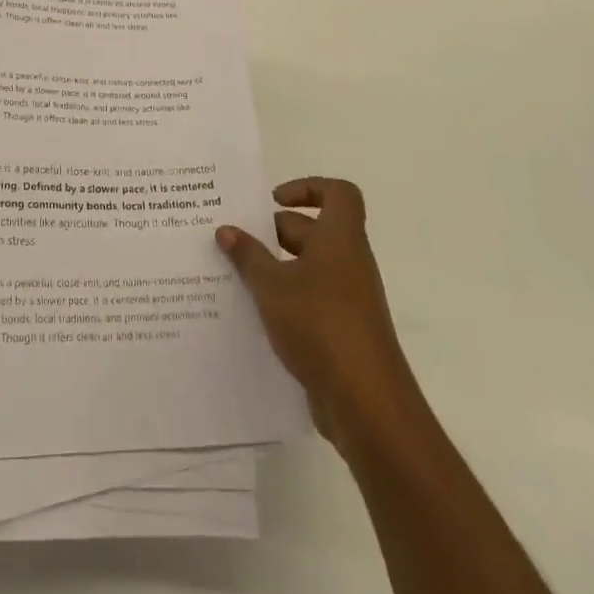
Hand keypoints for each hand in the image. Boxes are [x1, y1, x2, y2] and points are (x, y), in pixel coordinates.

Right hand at [218, 176, 418, 448]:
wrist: (368, 405)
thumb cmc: (321, 326)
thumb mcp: (272, 286)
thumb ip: (248, 256)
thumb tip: (225, 229)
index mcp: (339, 239)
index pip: (338, 193)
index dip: (308, 188)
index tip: (273, 202)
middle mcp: (348, 262)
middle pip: (315, 230)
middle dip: (276, 231)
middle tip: (237, 241)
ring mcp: (348, 299)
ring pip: (310, 267)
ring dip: (277, 268)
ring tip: (236, 276)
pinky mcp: (343, 332)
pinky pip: (311, 300)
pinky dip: (286, 300)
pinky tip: (254, 315)